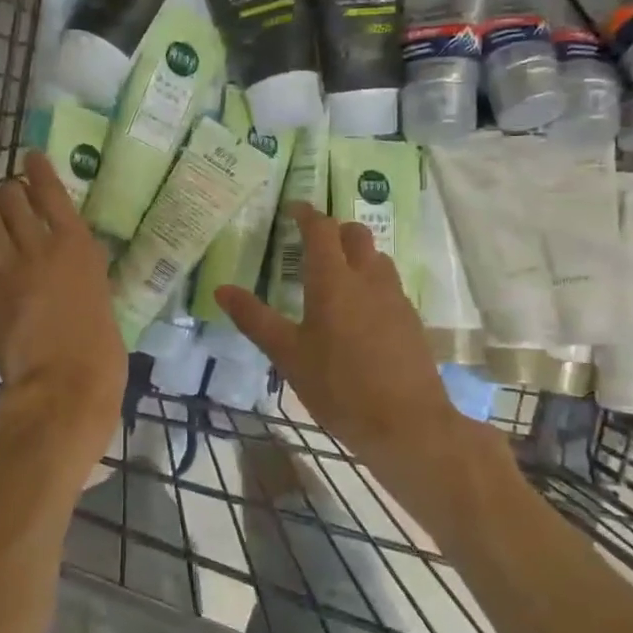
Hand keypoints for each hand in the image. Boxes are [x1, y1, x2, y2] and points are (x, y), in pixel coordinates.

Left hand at [0, 153, 126, 456]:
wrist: (62, 386)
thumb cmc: (100, 347)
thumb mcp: (102, 293)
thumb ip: (85, 267)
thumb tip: (75, 253)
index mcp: (75, 245)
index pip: (50, 190)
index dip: (37, 169)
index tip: (30, 157)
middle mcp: (37, 247)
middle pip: (9, 197)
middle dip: (8, 191)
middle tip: (12, 197)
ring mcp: (5, 271)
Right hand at [217, 205, 483, 511]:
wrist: (407, 424)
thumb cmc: (339, 386)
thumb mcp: (288, 355)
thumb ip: (254, 319)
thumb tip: (221, 289)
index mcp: (334, 280)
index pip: (321, 229)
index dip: (306, 213)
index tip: (293, 209)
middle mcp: (368, 279)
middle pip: (355, 234)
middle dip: (334, 230)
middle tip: (312, 243)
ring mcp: (395, 298)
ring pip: (376, 259)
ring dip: (356, 255)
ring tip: (335, 277)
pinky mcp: (411, 320)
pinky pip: (389, 286)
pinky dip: (371, 283)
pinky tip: (359, 314)